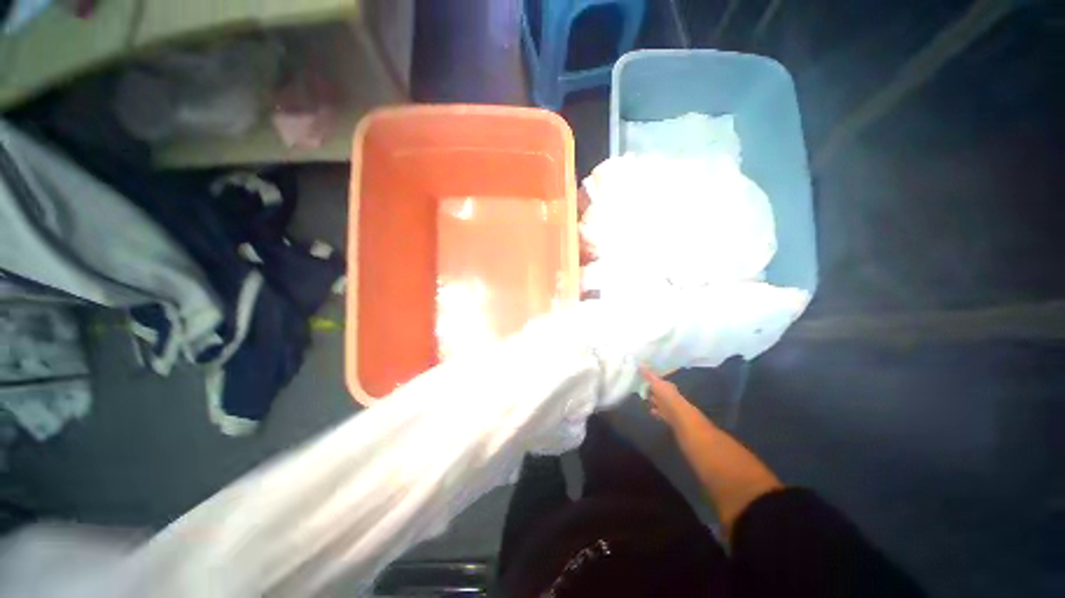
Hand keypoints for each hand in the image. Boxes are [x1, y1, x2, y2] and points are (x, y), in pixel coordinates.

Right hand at [639, 366, 700, 429]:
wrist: (676, 413)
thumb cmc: (666, 395)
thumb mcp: (655, 382)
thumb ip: (647, 374)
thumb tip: (640, 363)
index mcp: (666, 384)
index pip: (658, 381)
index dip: (651, 380)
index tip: (642, 380)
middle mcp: (668, 393)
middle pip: (658, 391)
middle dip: (651, 391)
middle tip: (642, 390)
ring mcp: (668, 404)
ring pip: (658, 401)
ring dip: (653, 401)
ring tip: (645, 401)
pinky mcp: (667, 414)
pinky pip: (659, 412)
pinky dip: (655, 411)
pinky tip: (651, 411)